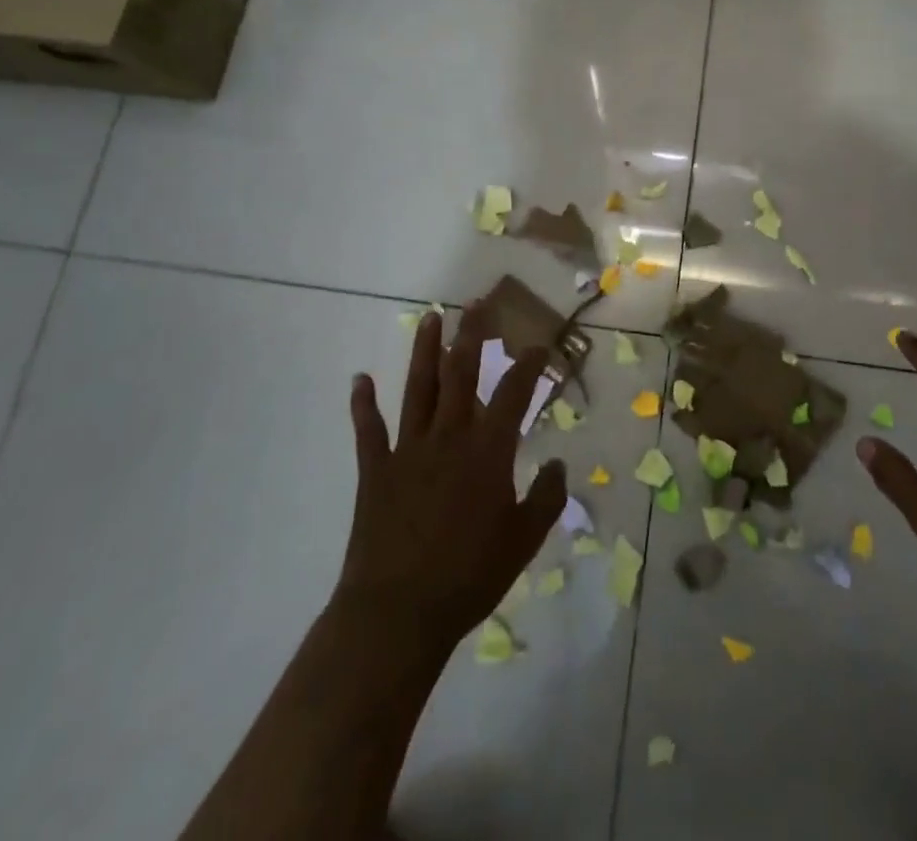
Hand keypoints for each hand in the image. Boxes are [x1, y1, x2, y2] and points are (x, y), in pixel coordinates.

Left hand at [338, 305, 566, 648]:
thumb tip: (557, 464)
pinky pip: (369, 429)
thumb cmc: (469, 577)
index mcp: (488, 451)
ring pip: (419, 388)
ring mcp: (408, 449)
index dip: (528, 365)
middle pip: (461, 374)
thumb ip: (546, 498)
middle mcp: (449, 437)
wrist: (398, 613)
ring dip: (425, 351)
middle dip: (471, 335)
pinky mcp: (376, 470)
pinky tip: (360, 380)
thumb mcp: (523, 541)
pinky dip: (363, 404)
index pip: (513, 393)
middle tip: (475, 303)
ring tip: (431, 318)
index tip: (538, 344)